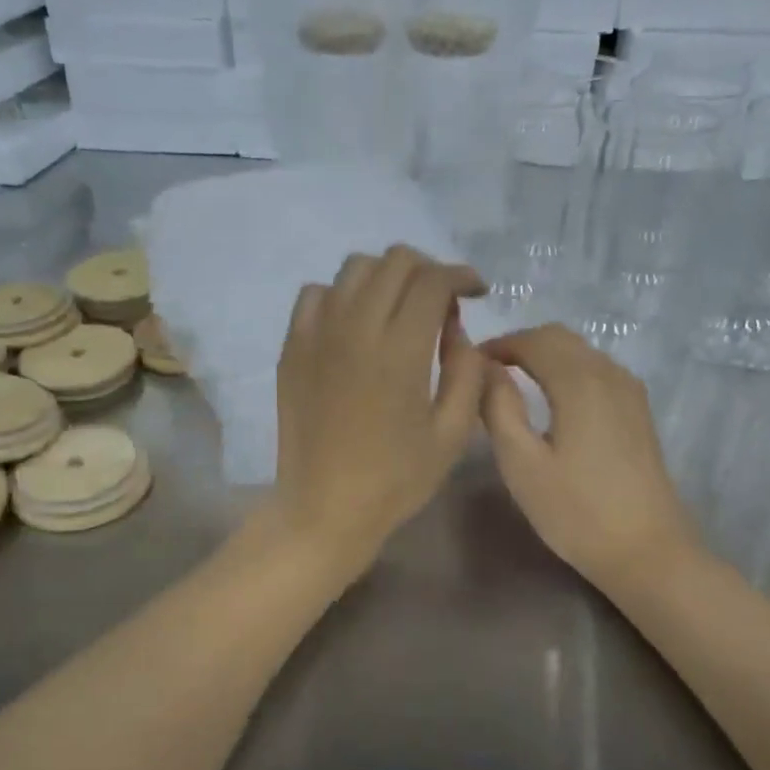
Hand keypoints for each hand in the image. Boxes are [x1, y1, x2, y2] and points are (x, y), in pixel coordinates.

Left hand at [263, 245, 487, 577]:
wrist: (323, 508)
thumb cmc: (395, 479)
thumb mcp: (453, 433)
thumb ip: (466, 370)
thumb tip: (456, 327)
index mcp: (400, 350)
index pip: (432, 280)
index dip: (461, 275)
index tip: (476, 290)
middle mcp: (355, 328)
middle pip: (394, 262)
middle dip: (428, 269)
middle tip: (442, 299)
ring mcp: (317, 334)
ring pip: (354, 268)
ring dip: (386, 277)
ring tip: (400, 307)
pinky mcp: (292, 347)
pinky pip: (316, 294)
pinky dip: (343, 295)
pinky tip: (355, 324)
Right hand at [480, 325, 701, 591]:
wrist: (647, 551)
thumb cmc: (576, 511)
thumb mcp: (521, 463)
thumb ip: (498, 407)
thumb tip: (485, 368)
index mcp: (579, 381)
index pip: (534, 340)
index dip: (498, 344)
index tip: (470, 365)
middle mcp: (610, 374)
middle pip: (561, 338)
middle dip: (521, 345)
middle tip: (488, 372)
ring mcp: (630, 392)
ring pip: (582, 352)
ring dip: (545, 356)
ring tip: (514, 384)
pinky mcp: (639, 412)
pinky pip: (598, 371)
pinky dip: (568, 371)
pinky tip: (553, 400)